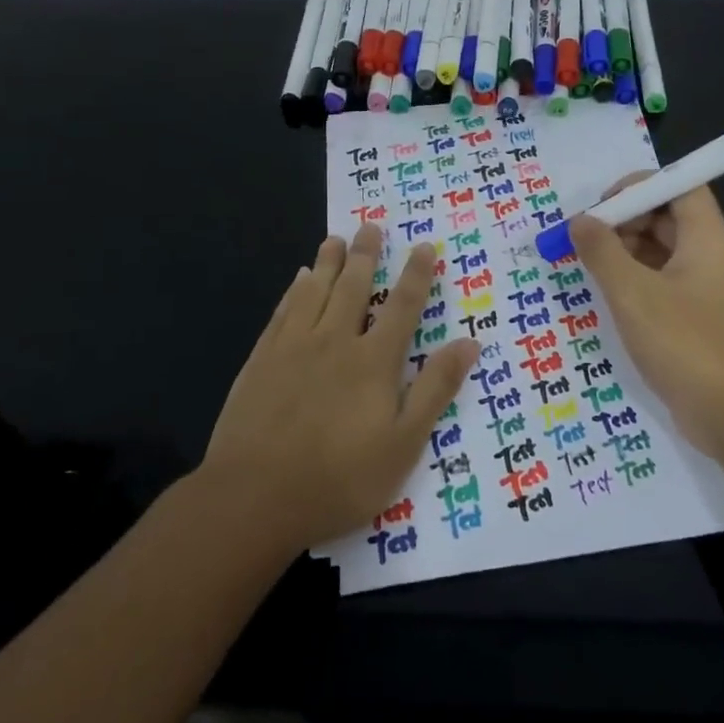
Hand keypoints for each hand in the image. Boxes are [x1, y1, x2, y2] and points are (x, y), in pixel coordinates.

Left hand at [199, 224, 478, 551]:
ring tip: (335, 238)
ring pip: (315, 291)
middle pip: (354, 287)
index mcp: (374, 361)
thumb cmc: (339, 478)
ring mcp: (293, 348)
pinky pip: (282, 312)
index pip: (402, 307)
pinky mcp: (261, 360)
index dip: (415, 275)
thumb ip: (435, 389)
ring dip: (328, 262)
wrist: (254, 497)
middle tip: (370, 225)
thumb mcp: (403, 444)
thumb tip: (469, 342)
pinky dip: (293, 290)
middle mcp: (335, 342)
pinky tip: (297, 279)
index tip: (423, 246)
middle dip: (366, 255)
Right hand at [569, 177, 723, 459]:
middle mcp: (713, 256)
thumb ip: (602, 252)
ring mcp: (709, 290)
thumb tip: (580, 221)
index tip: (602, 207)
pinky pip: (666, 284)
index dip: (640, 186)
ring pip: (664, 253)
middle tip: (586, 241)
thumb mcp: (633, 294)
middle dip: (625, 222)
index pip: (680, 185)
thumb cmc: (686, 344)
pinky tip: (610, 300)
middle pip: (668, 217)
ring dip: (626, 254)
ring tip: (590, 270)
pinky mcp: (701, 320)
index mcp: (708, 238)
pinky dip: (637, 283)